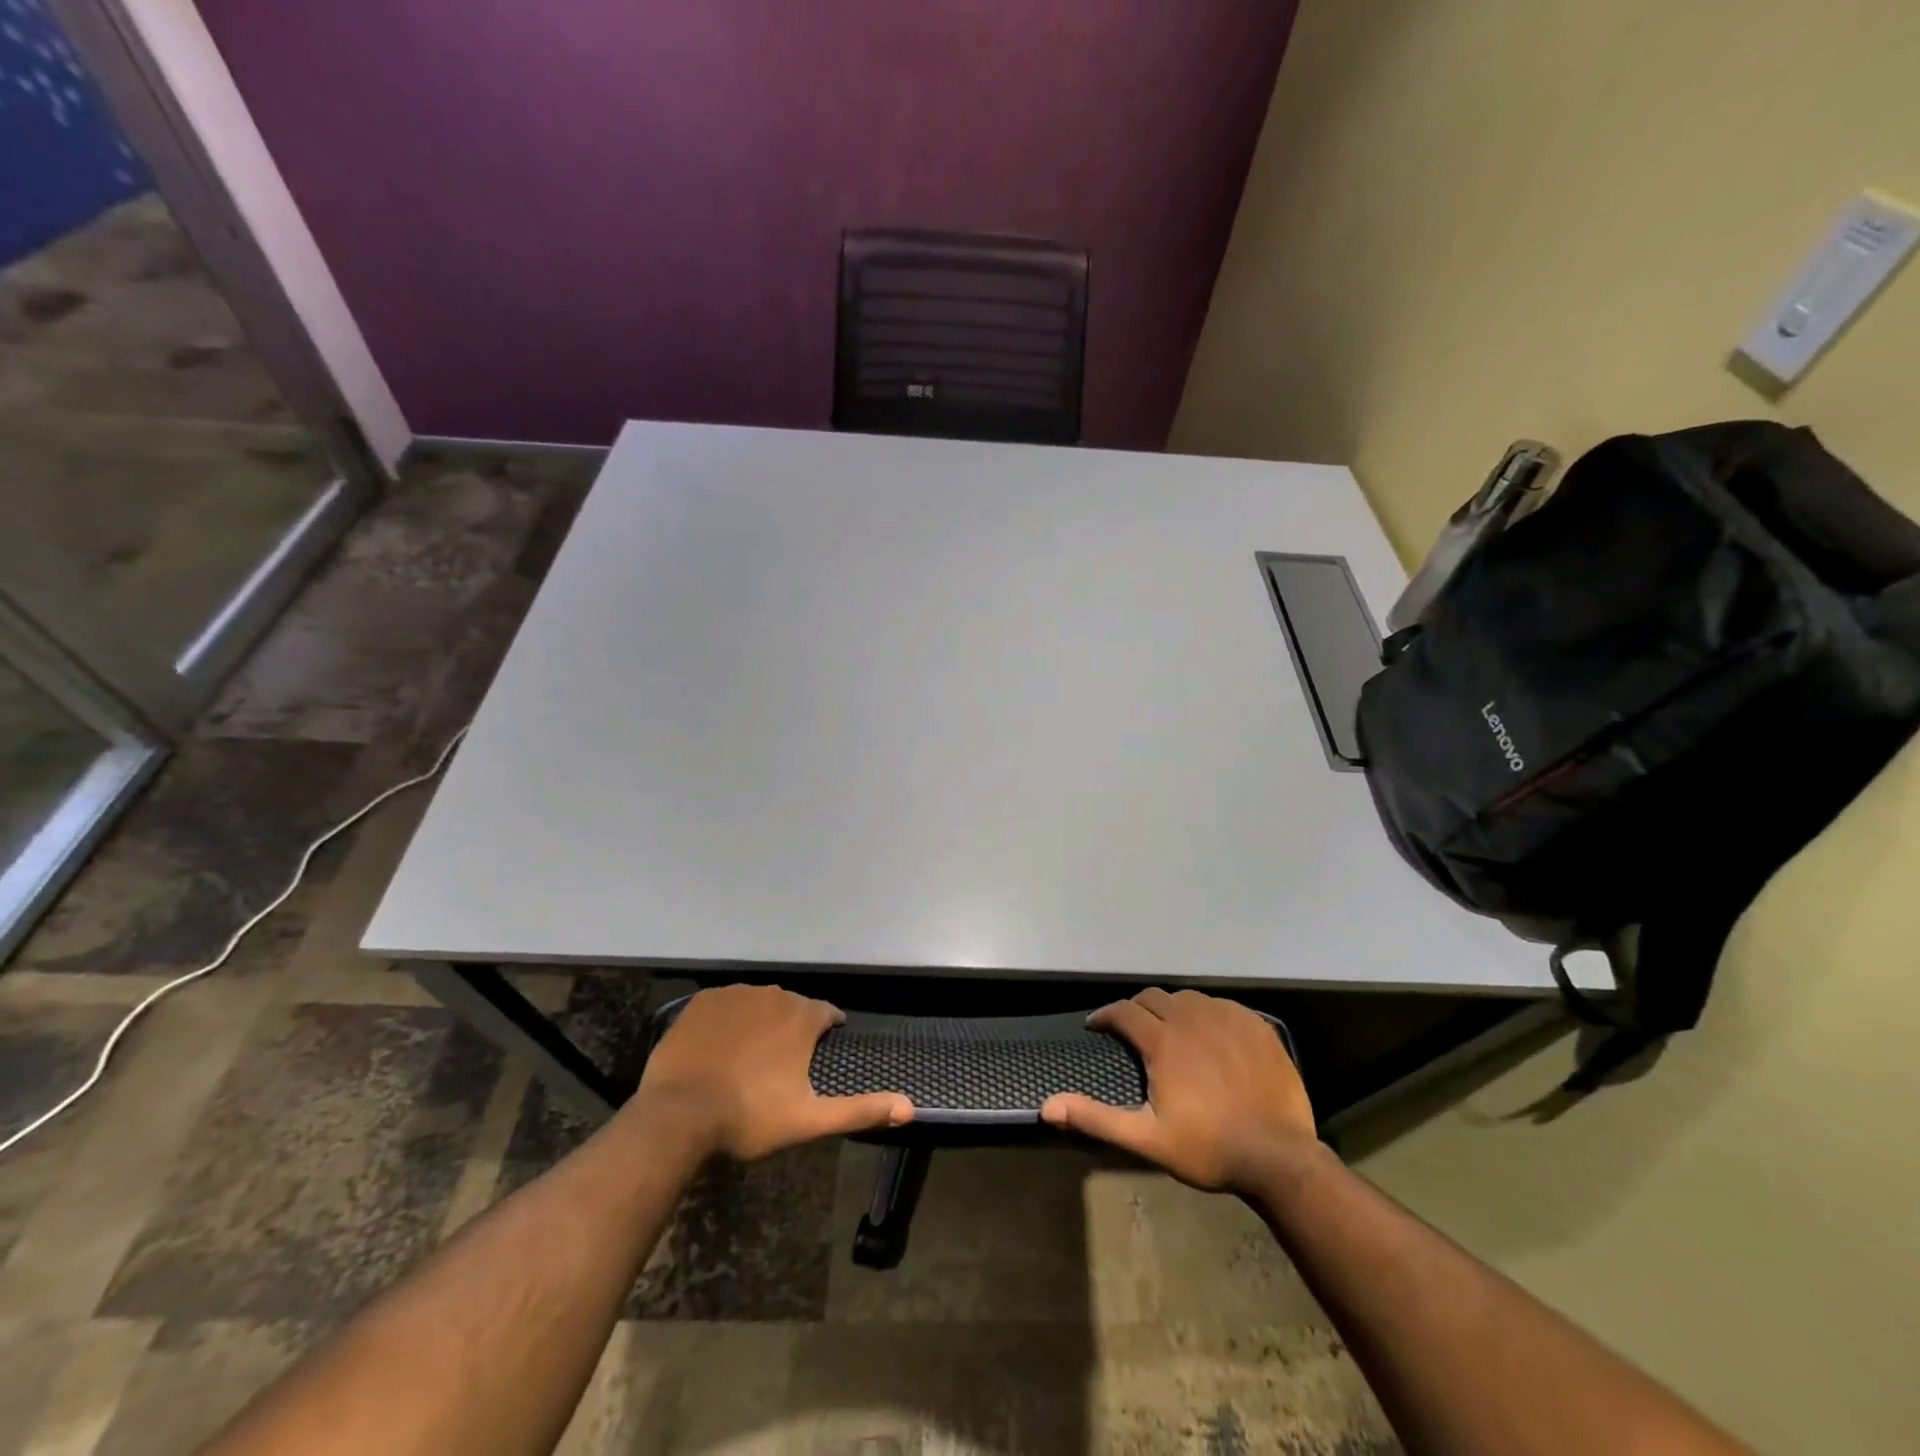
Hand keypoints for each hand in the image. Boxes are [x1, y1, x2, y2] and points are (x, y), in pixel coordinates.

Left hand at [625, 985, 912, 1160]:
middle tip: (779, 1065)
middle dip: (791, 1029)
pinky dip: (727, 1020)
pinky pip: (725, 1004)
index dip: (826, 1033)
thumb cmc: (750, 1117)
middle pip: (792, 1007)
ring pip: (758, 1003)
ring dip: (760, 1023)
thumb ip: (860, 1110)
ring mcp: (735, 994)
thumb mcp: (810, 1119)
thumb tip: (910, 1108)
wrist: (679, 1115)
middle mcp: (773, 994)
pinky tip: (719, 1048)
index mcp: (802, 1016)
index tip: (817, 1054)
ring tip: (747, 1058)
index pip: (827, 1014)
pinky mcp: (703, 1000)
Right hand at [1041, 988, 1315, 1192]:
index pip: (1124, 1011)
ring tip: (1170, 1031)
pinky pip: (1222, 1006)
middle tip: (1132, 1030)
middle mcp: (1191, 1018)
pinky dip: (1207, 1014)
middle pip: (1154, 997)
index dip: (1105, 1016)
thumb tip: (1047, 1107)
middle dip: (1136, 1009)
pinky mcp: (1256, 1024)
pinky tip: (1210, 1035)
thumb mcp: (1146, 1139)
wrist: (1279, 1157)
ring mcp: (1227, 1018)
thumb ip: (1096, 1118)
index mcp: (1162, 1041)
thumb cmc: (1207, 1148)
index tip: (1096, 1027)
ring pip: (1188, 998)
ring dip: (1171, 1009)